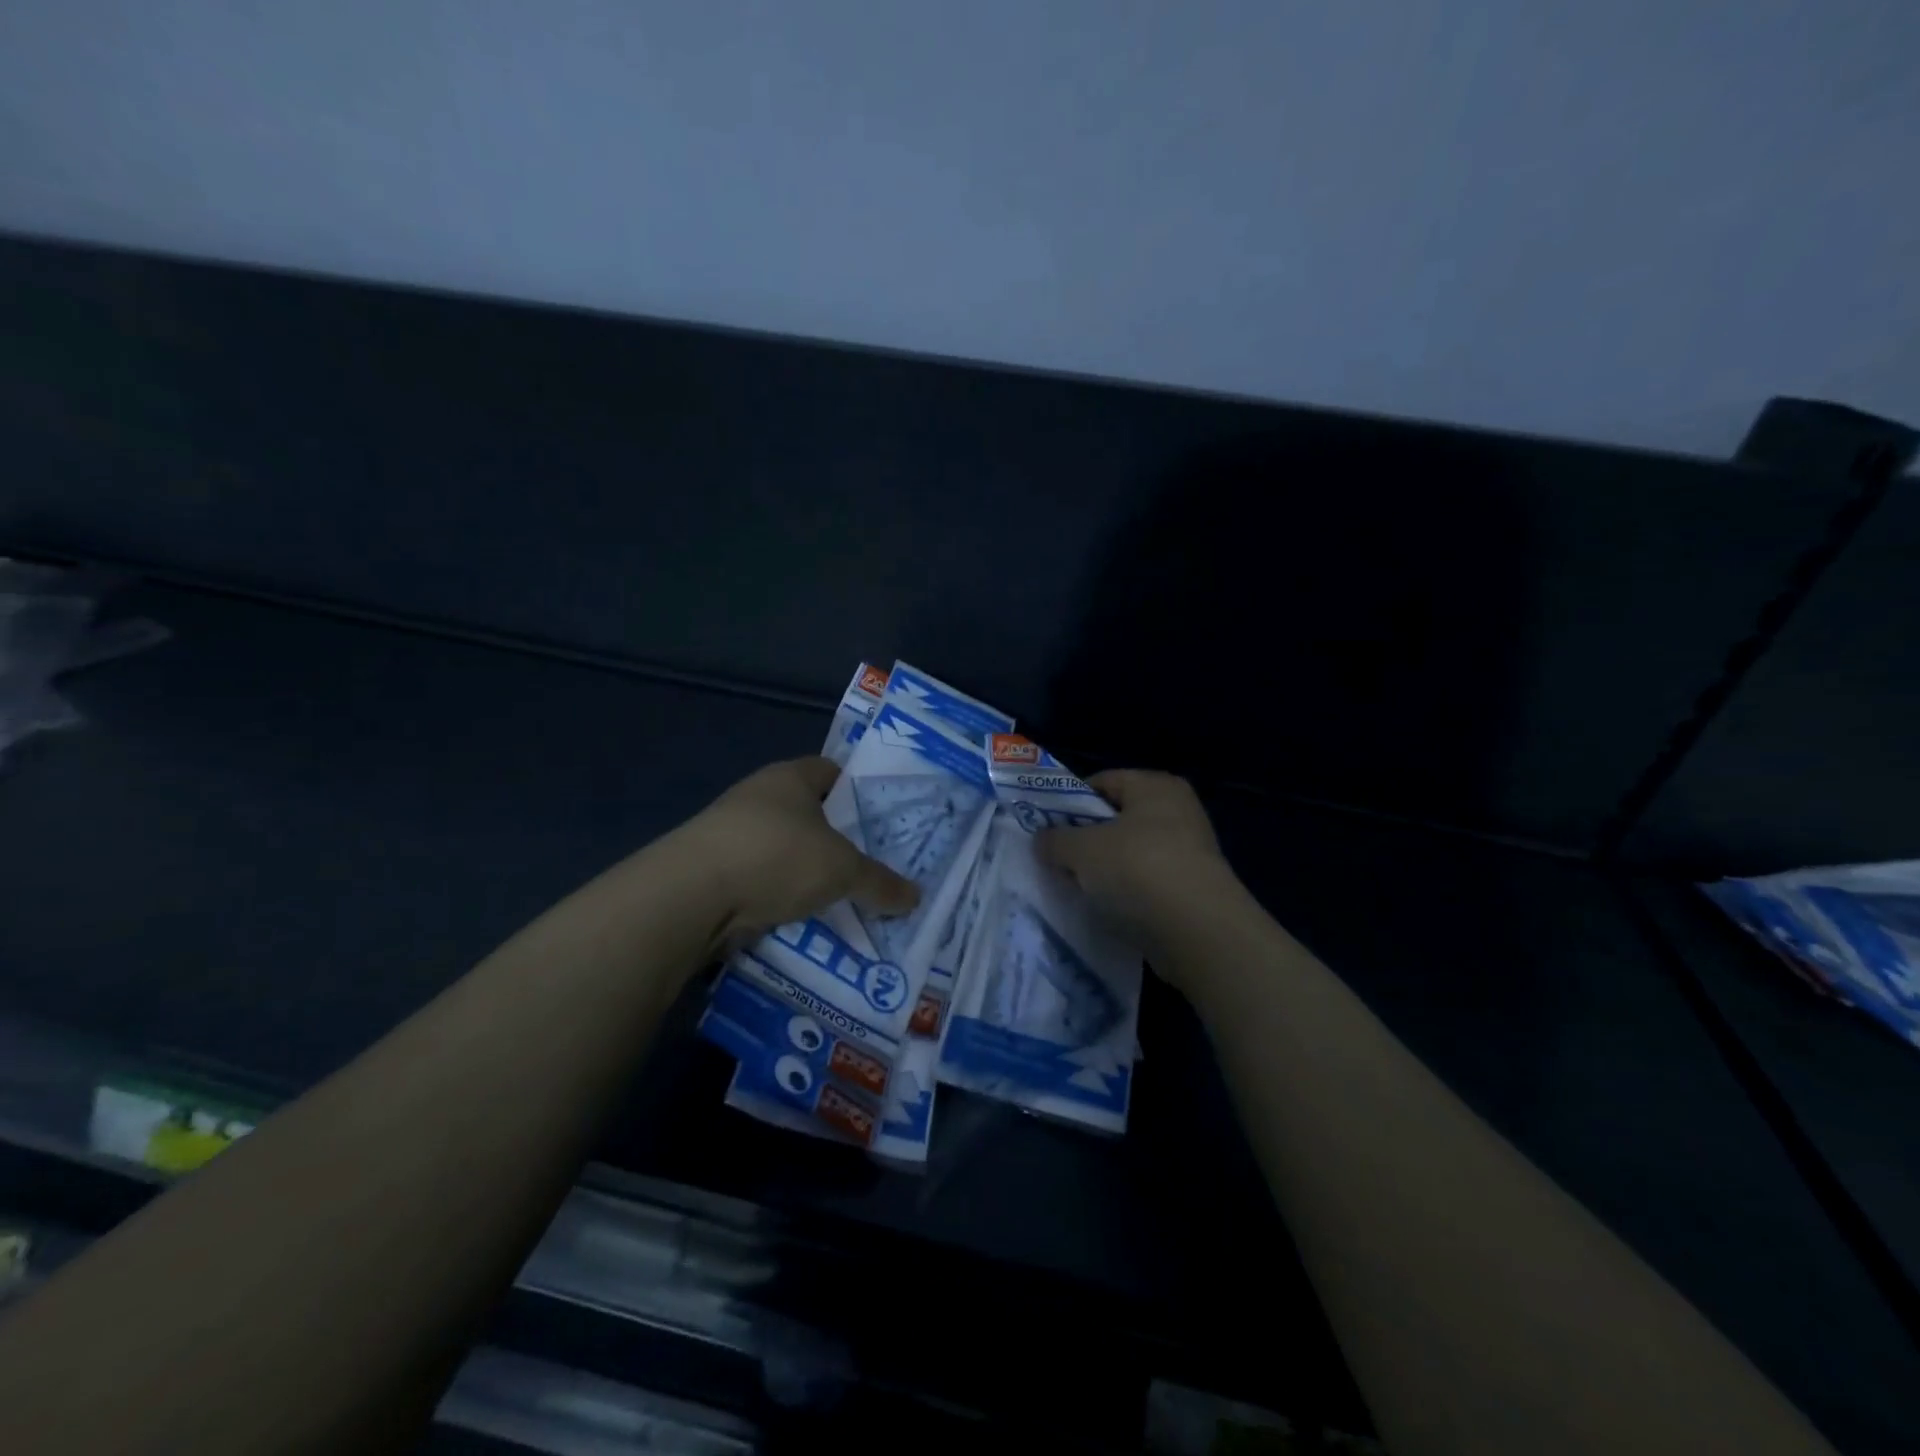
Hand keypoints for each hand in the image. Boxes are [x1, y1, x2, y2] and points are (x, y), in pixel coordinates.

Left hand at [678, 756, 919, 950]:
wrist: (691, 896)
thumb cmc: (777, 856)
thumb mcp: (841, 870)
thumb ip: (879, 882)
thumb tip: (916, 898)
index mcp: (790, 778)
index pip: (832, 771)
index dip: (859, 791)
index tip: (883, 819)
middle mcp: (759, 797)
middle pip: (809, 813)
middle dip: (837, 838)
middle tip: (872, 863)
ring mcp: (732, 834)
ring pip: (784, 849)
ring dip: (807, 871)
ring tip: (843, 897)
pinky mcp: (715, 871)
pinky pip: (762, 879)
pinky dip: (781, 896)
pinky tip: (804, 917)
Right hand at [1036, 770, 1235, 960]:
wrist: (1198, 932)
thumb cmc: (1137, 869)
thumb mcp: (1082, 850)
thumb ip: (1056, 840)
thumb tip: (1042, 840)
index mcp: (1155, 786)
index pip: (1102, 782)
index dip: (1070, 803)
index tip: (1047, 829)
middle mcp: (1177, 811)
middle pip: (1116, 819)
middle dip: (1084, 840)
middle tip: (1056, 860)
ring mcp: (1189, 852)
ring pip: (1129, 854)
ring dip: (1103, 871)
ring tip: (1076, 889)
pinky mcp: (1191, 889)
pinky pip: (1146, 884)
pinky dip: (1125, 894)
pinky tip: (1106, 909)